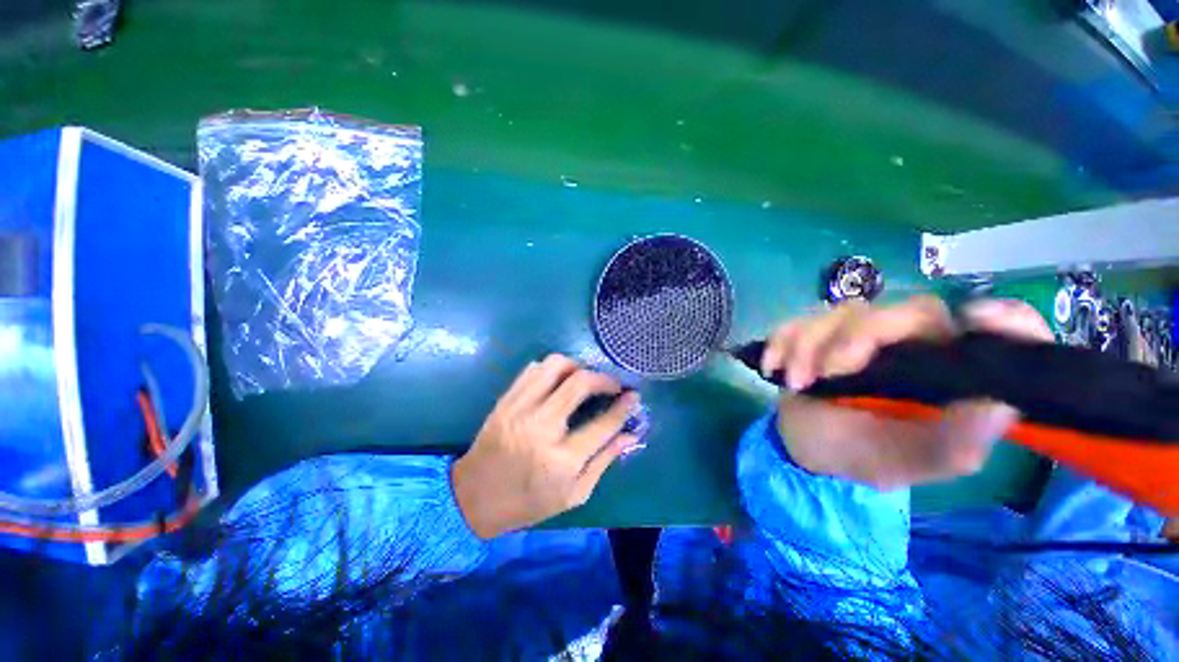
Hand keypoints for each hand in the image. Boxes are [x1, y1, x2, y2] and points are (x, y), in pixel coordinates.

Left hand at [452, 355, 639, 538]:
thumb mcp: (573, 494)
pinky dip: (552, 369)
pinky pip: (533, 369)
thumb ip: (604, 461)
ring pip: (555, 366)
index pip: (603, 423)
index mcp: (562, 459)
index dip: (624, 406)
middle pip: (580, 383)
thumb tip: (630, 435)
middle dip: (604, 378)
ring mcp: (520, 409)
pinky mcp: (505, 400)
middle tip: (612, 384)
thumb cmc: (528, 503)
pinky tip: (558, 381)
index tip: (633, 395)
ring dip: (577, 367)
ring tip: (585, 379)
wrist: (473, 498)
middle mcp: (541, 428)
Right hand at [762, 296, 1051, 489]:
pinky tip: (774, 369)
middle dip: (858, 338)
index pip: (999, 332)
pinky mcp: (816, 333)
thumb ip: (956, 442)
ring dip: (809, 346)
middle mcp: (912, 343)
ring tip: (795, 383)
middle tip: (828, 374)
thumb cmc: (864, 454)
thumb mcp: (910, 461)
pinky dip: (781, 342)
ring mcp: (858, 334)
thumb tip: (999, 403)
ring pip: (842, 313)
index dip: (1004, 318)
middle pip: (903, 311)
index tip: (978, 319)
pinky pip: (798, 322)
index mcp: (949, 372)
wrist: (808, 447)